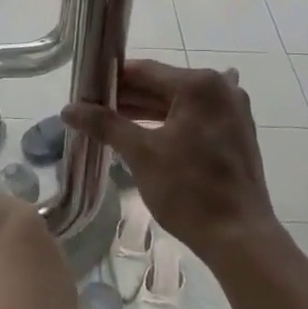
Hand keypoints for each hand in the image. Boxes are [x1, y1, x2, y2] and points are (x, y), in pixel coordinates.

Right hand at [63, 60, 275, 265]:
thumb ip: (105, 124)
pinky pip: (196, 117)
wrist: (239, 237)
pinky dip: (171, 122)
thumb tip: (68, 109)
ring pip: (179, 102)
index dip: (111, 80)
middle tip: (92, 109)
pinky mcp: (237, 132)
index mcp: (199, 84)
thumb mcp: (141, 153)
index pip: (144, 71)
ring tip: (112, 123)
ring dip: (147, 111)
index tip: (85, 90)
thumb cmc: (189, 190)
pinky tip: (150, 131)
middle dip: (128, 97)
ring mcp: (233, 110)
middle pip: (163, 85)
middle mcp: (221, 87)